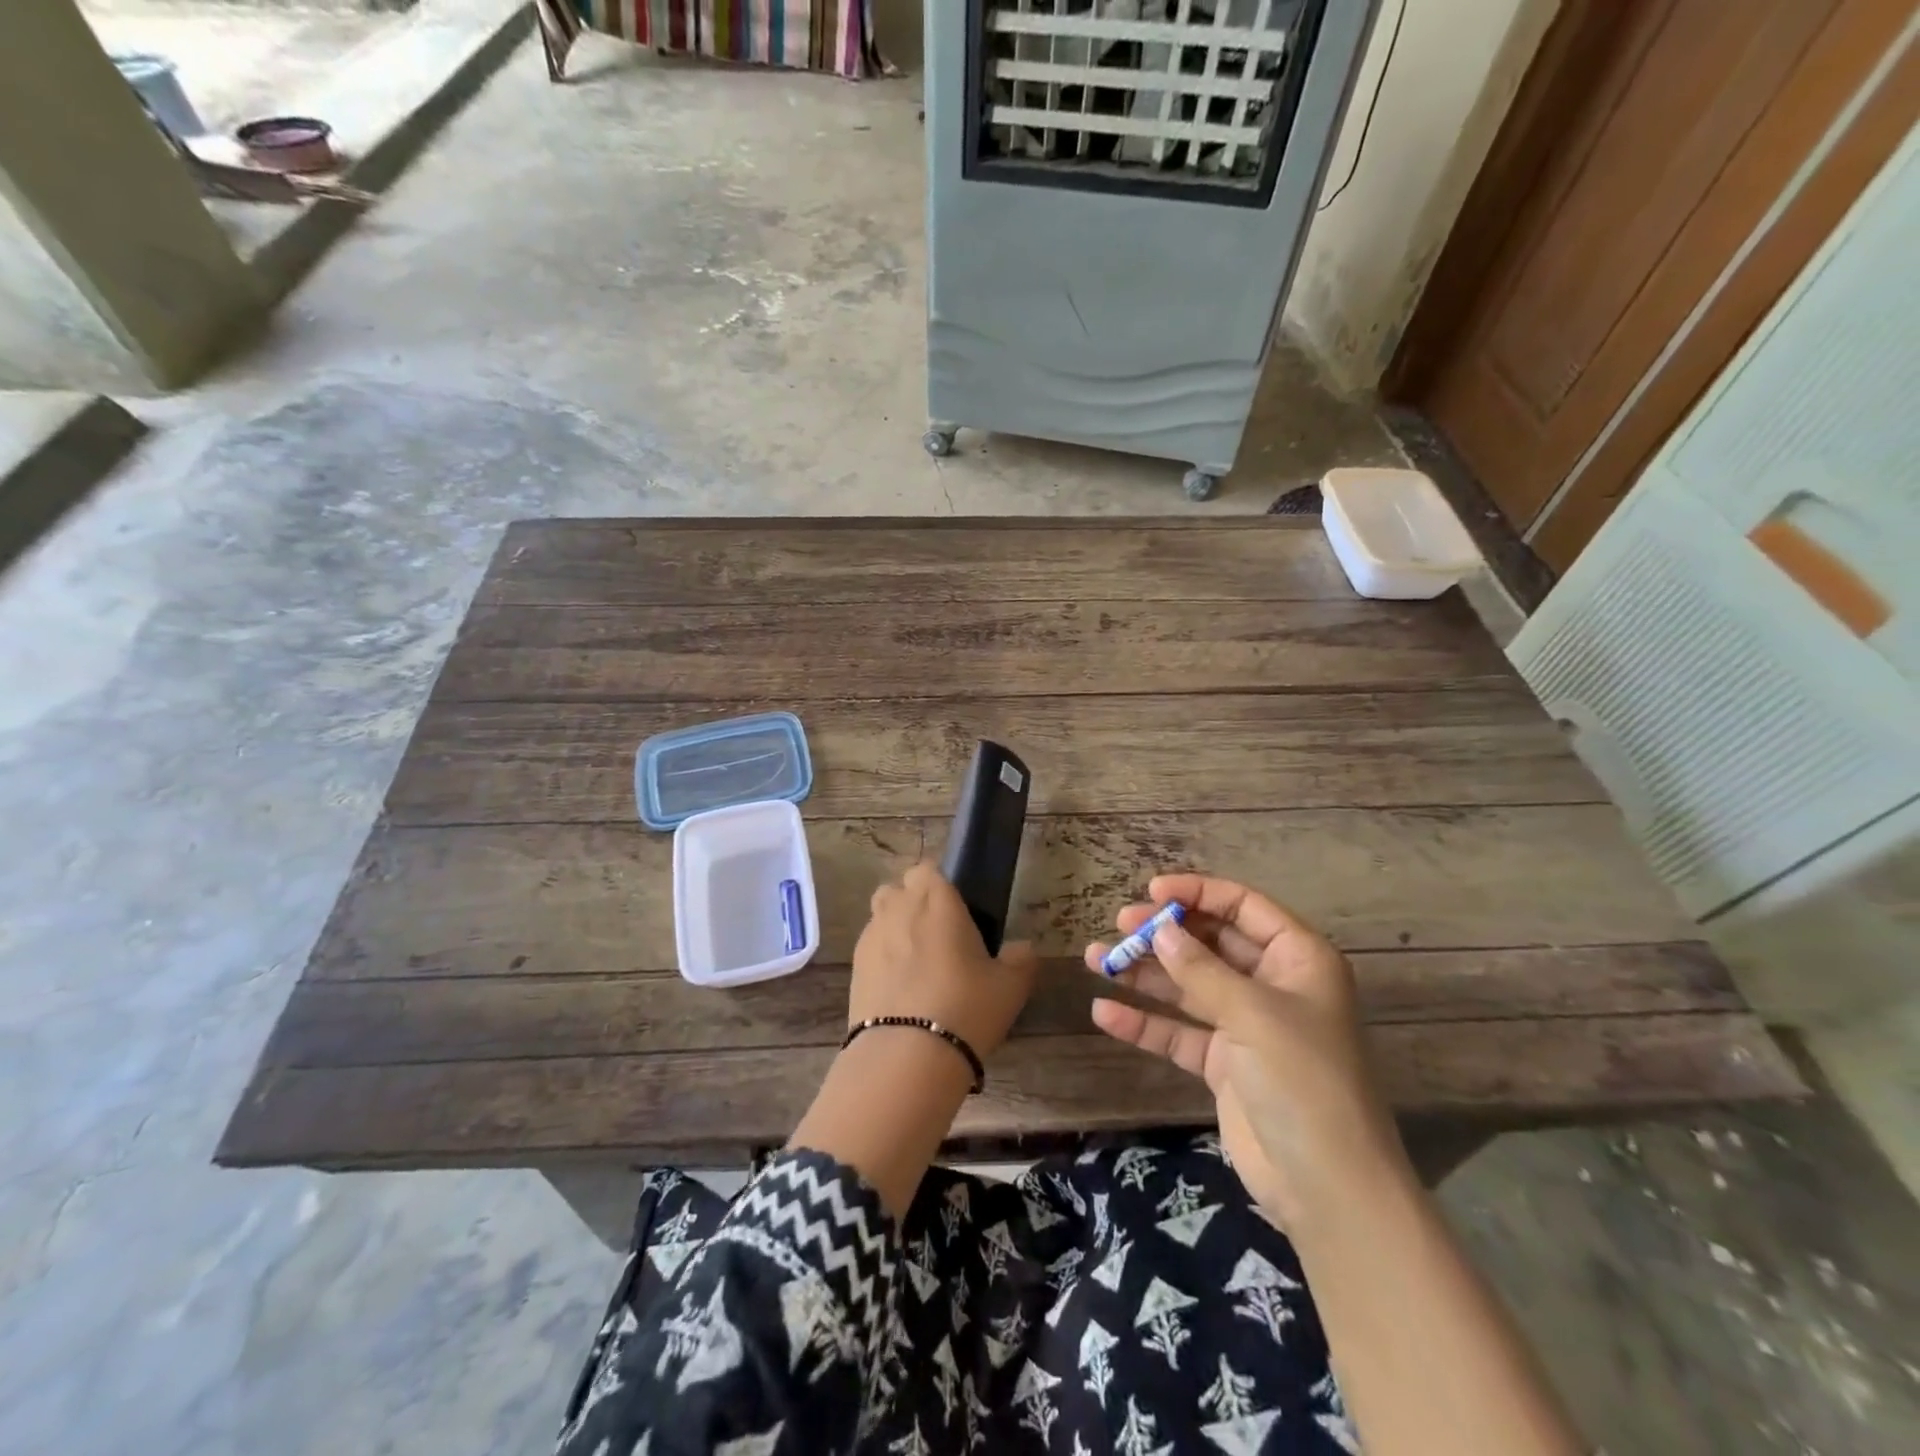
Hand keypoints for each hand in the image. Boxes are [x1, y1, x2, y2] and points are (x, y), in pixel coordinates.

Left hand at [852, 862, 1037, 1059]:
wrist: (906, 1056)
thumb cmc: (966, 1007)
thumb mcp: (1010, 986)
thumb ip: (1021, 960)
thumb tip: (1023, 949)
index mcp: (936, 899)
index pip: (928, 868)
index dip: (939, 883)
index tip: (956, 908)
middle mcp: (898, 908)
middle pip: (899, 888)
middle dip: (913, 902)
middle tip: (939, 934)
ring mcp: (870, 937)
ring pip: (880, 917)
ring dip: (895, 928)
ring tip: (917, 963)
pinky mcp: (854, 969)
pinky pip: (870, 949)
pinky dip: (883, 958)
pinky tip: (900, 988)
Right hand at [1086, 873, 1412, 1228]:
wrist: (1326, 1187)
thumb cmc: (1302, 1080)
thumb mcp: (1253, 1014)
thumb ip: (1201, 969)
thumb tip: (1160, 930)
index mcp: (1298, 960)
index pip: (1244, 907)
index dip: (1199, 893)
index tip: (1152, 891)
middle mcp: (1272, 985)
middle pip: (1211, 943)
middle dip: (1165, 933)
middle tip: (1119, 925)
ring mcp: (1246, 1026)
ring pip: (1188, 986)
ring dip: (1145, 973)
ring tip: (1096, 959)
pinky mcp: (1224, 1063)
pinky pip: (1178, 1032)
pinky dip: (1145, 1023)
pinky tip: (1105, 1013)